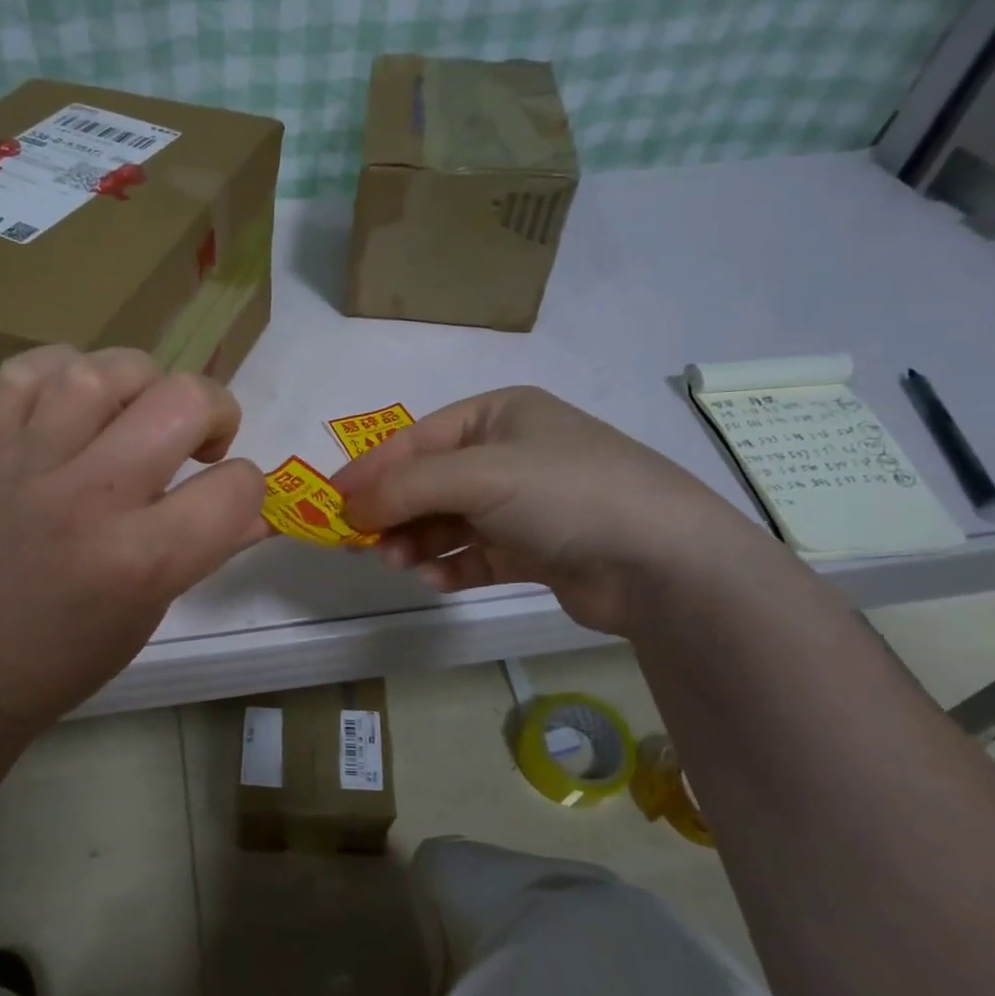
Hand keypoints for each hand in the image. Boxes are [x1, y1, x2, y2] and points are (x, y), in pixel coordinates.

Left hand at [0, 346, 269, 725]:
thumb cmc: (77, 650)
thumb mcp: (159, 605)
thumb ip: (216, 545)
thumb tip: (265, 506)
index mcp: (142, 558)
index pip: (234, 487)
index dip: (247, 488)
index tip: (225, 499)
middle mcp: (89, 499)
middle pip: (180, 401)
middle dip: (214, 411)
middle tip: (198, 442)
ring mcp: (31, 464)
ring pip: (101, 371)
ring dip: (142, 381)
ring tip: (139, 413)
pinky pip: (28, 371)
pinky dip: (62, 371)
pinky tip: (77, 404)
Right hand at [333, 386, 766, 635]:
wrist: (665, 563)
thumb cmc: (566, 493)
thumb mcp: (478, 475)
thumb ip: (404, 487)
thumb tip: (347, 507)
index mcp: (497, 415)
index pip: (415, 439)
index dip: (370, 471)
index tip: (329, 504)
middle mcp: (507, 453)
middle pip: (427, 482)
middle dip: (394, 513)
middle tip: (363, 545)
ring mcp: (522, 503)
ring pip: (446, 521)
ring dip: (417, 542)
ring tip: (400, 565)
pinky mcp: (533, 548)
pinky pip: (473, 554)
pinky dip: (450, 566)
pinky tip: (437, 580)